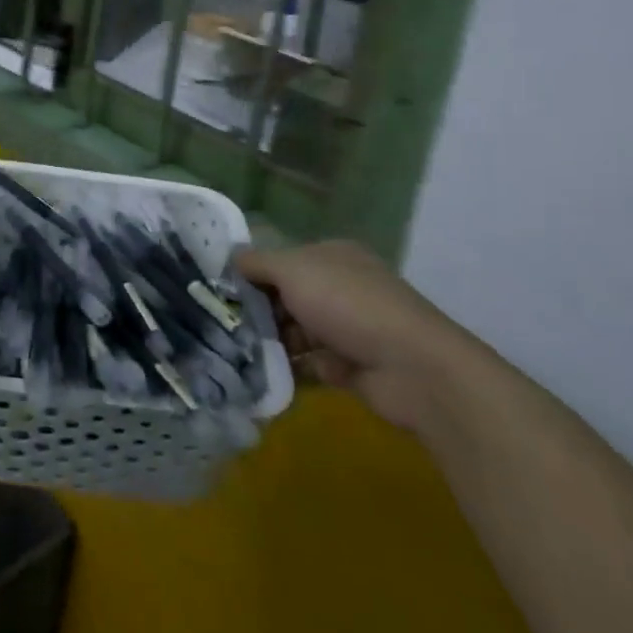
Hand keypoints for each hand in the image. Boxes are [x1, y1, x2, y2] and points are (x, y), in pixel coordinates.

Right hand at [234, 240, 489, 435]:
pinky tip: (259, 375)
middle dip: (257, 312)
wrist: (413, 368)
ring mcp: (347, 329)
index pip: (282, 260)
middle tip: (222, 327)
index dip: (252, 274)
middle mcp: (340, 288)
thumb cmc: (348, 304)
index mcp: (331, 257)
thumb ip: (258, 263)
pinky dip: (287, 370)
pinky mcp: (350, 366)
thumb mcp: (294, 270)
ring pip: (295, 332)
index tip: (220, 291)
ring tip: (234, 354)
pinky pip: (308, 365)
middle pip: (286, 297)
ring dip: (269, 343)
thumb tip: (231, 258)